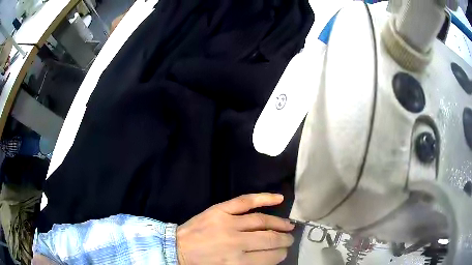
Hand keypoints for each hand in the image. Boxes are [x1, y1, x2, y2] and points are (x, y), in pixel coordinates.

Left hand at [177, 193, 294, 264]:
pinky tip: (279, 198)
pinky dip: (264, 198)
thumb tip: (273, 256)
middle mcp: (236, 243)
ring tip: (289, 226)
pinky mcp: (220, 210)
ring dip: (280, 223)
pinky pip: (245, 201)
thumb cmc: (202, 264)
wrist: (176, 249)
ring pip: (262, 221)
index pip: (270, 257)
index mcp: (237, 262)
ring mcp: (227, 223)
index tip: (284, 252)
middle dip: (284, 240)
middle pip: (269, 239)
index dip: (280, 254)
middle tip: (290, 239)